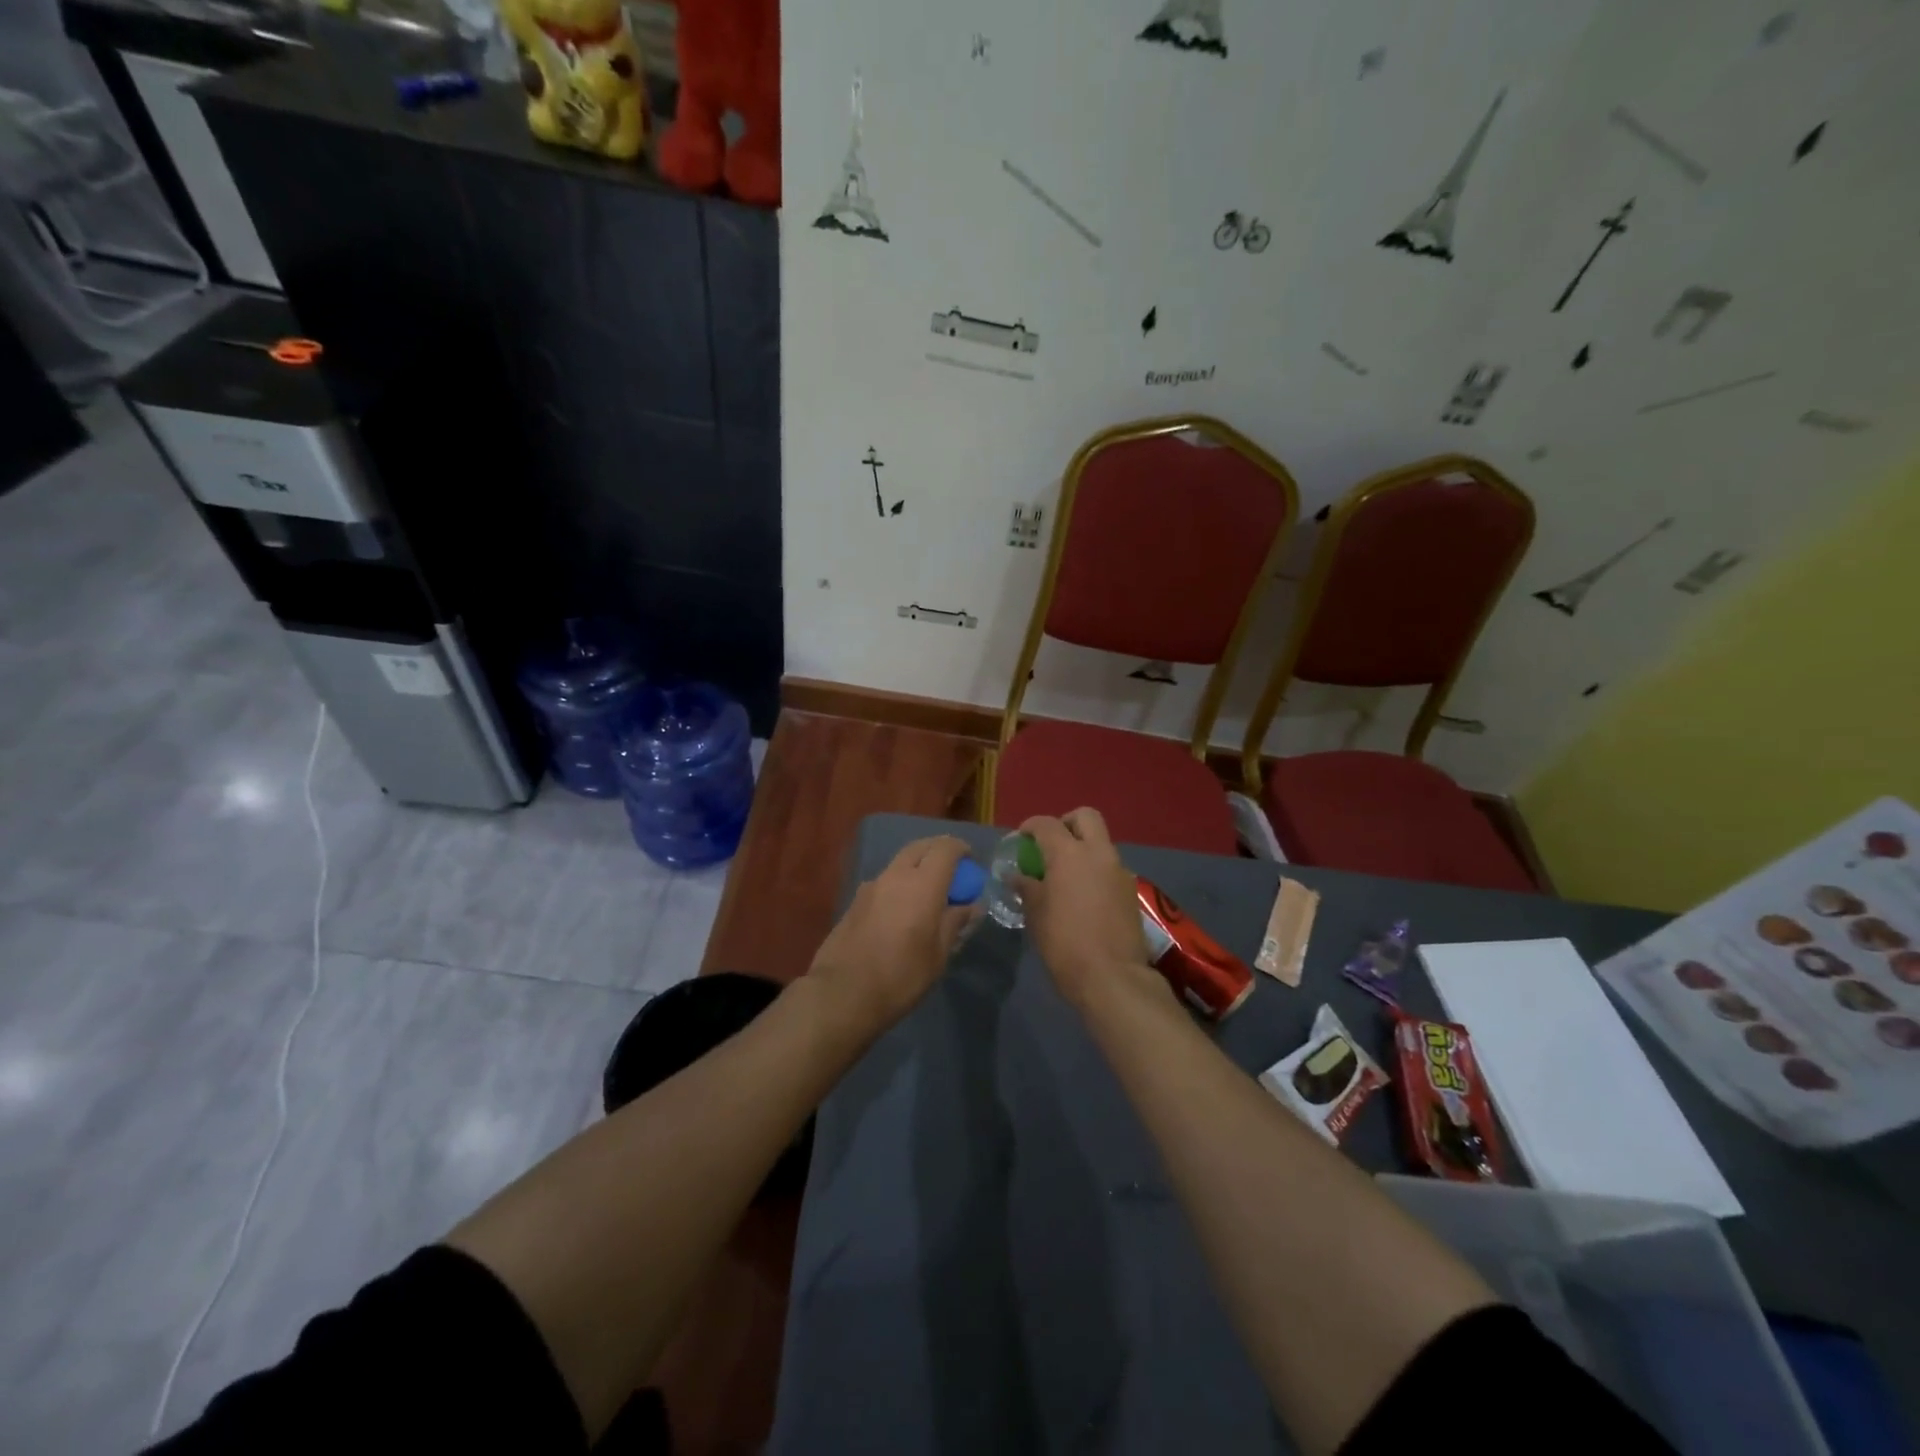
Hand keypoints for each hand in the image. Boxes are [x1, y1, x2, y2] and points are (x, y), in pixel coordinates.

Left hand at [807, 836, 971, 1032]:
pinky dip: (899, 884)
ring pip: (899, 862)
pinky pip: (884, 881)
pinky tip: (901, 910)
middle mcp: (895, 876)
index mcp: (922, 884)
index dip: (961, 849)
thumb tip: (971, 906)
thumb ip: (955, 923)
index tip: (971, 862)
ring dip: (917, 867)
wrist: (842, 993)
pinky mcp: (855, 901)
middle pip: (919, 847)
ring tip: (927, 892)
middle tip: (952, 869)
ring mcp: (871, 886)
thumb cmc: (901, 976)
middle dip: (938, 850)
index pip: (945, 848)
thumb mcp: (938, 955)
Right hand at [1018, 809, 1154, 1011]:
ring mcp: (1119, 871)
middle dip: (1066, 823)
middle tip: (1051, 845)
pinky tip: (1085, 896)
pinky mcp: (1131, 891)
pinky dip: (1096, 871)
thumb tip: (1017, 876)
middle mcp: (1098, 853)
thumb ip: (1027, 887)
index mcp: (1069, 854)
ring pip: (1101, 843)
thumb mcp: (1035, 914)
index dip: (1030, 827)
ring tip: (1066, 876)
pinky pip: (1110, 868)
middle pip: (1085, 817)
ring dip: (1084, 849)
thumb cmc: (1064, 942)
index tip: (1020, 839)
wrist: (1112, 976)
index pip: (1046, 824)